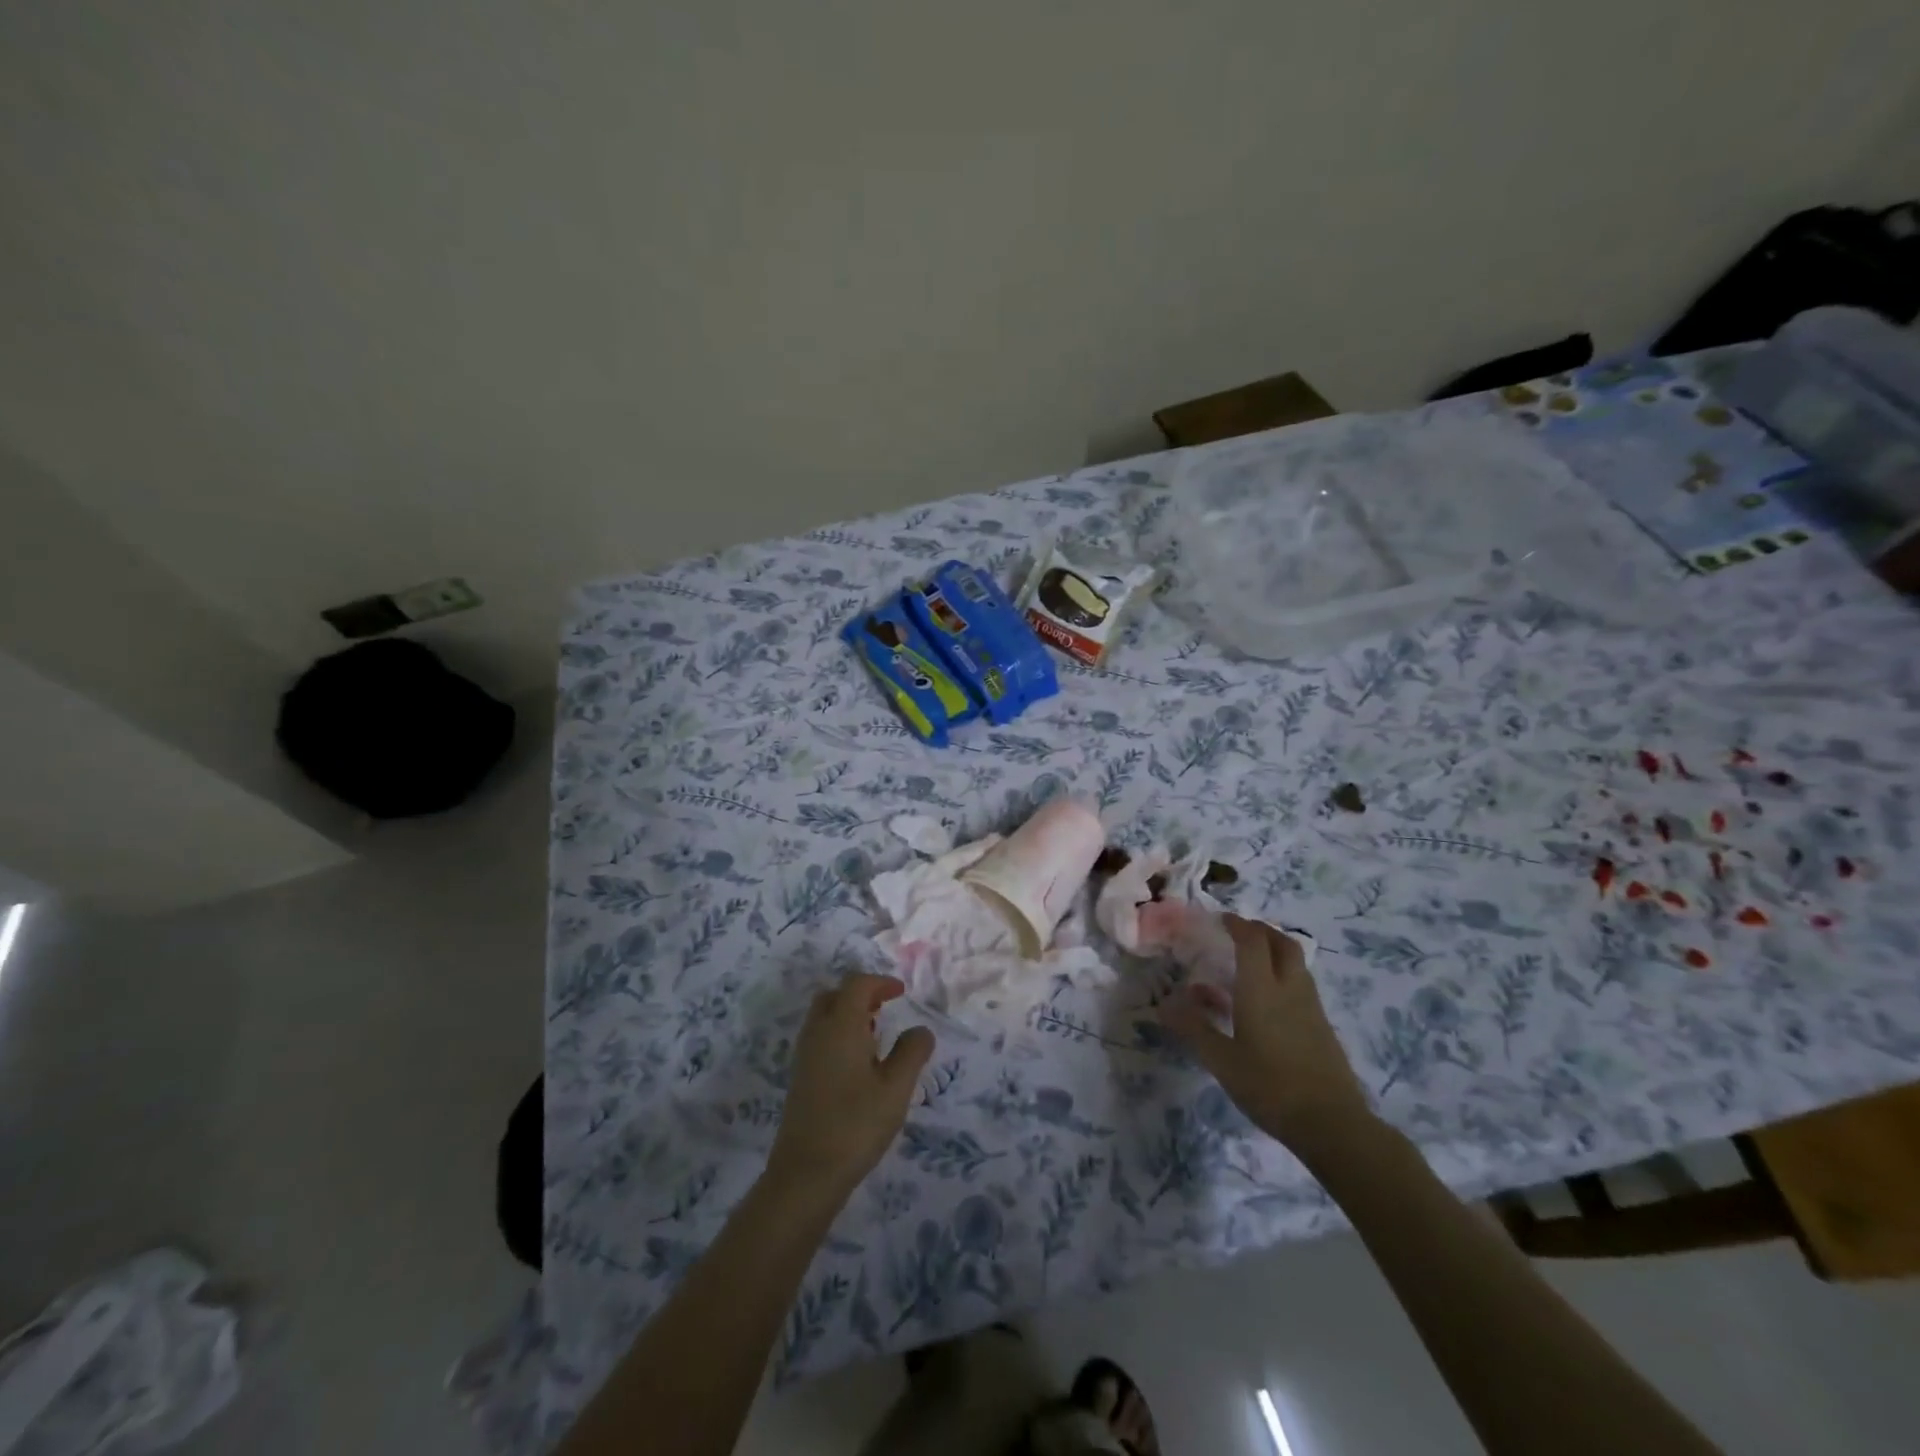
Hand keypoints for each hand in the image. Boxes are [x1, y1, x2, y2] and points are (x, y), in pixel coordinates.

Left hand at [765, 973, 933, 1205]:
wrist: (806, 1173)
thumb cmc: (856, 1124)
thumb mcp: (896, 1088)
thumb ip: (912, 1052)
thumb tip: (921, 1030)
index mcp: (840, 1025)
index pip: (856, 984)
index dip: (880, 982)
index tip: (901, 993)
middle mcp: (817, 1032)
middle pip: (834, 995)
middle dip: (860, 994)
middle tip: (885, 1008)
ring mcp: (804, 1055)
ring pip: (823, 1016)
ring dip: (848, 1014)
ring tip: (876, 1035)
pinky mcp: (800, 1077)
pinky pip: (819, 1037)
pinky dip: (838, 1034)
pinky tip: (858, 1063)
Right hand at [1161, 916, 1372, 1150]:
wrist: (1331, 1124)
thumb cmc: (1270, 1086)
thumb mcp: (1221, 1061)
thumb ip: (1194, 1029)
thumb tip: (1164, 1005)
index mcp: (1262, 989)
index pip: (1252, 941)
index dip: (1237, 924)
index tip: (1221, 920)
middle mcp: (1290, 989)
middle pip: (1282, 943)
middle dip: (1261, 930)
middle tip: (1240, 933)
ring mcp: (1311, 1007)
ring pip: (1296, 963)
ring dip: (1275, 951)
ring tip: (1252, 963)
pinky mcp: (1322, 1026)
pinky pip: (1302, 985)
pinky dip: (1284, 976)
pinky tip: (1269, 1001)